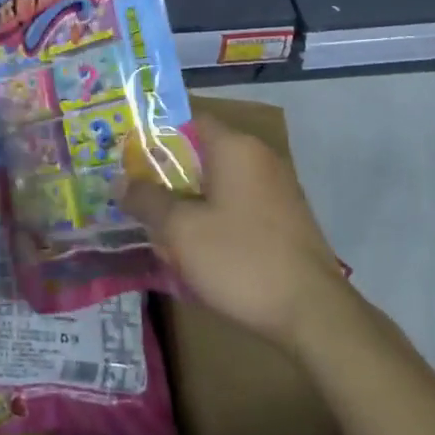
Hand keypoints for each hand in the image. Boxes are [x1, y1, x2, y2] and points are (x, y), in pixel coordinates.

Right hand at [116, 112, 347, 352]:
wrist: (314, 315)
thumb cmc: (240, 259)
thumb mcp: (180, 229)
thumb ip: (147, 199)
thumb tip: (120, 181)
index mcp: (235, 147)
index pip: (189, 120)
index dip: (156, 134)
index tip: (129, 155)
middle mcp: (260, 158)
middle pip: (202, 153)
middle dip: (168, 174)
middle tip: (136, 195)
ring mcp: (278, 190)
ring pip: (220, 184)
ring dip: (190, 201)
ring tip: (159, 229)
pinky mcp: (286, 221)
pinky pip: (239, 207)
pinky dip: (215, 219)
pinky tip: (196, 250)